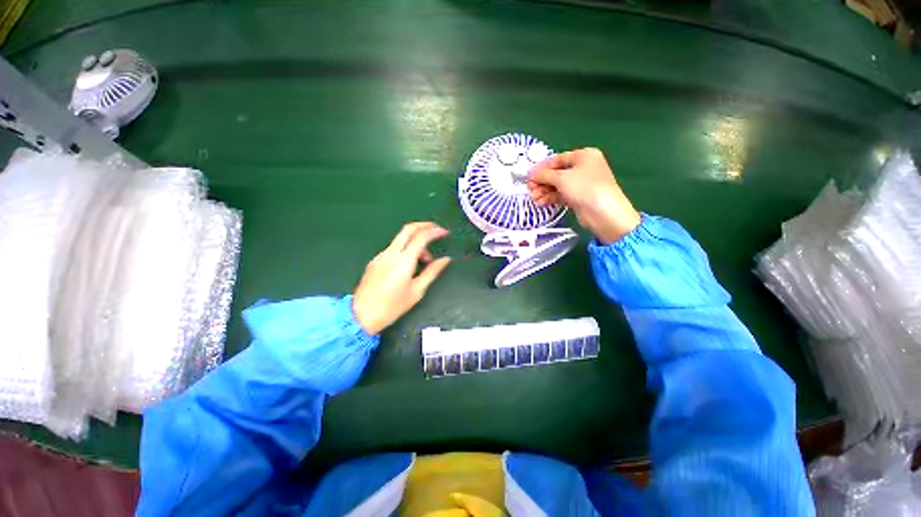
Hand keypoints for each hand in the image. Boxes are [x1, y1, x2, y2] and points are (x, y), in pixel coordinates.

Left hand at [353, 222, 451, 334]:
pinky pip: (394, 248)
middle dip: (424, 225)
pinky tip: (410, 264)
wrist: (362, 315)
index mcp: (403, 261)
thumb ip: (432, 272)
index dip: (435, 231)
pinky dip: (405, 249)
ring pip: (401, 239)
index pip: (421, 237)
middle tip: (436, 229)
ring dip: (415, 241)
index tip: (445, 232)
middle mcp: (391, 253)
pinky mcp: (375, 260)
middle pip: (408, 229)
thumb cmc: (393, 306)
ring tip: (425, 260)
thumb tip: (445, 260)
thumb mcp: (417, 290)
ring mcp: (381, 255)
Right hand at [528, 147, 640, 243]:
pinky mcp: (579, 197)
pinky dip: (551, 198)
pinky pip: (561, 195)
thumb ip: (544, 175)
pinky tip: (541, 202)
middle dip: (542, 182)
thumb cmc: (584, 187)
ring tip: (534, 198)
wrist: (603, 212)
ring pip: (558, 185)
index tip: (529, 176)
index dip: (542, 168)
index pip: (557, 159)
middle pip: (556, 173)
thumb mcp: (561, 178)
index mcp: (584, 155)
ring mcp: (581, 184)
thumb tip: (532, 174)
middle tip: (530, 189)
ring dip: (544, 191)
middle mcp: (583, 168)